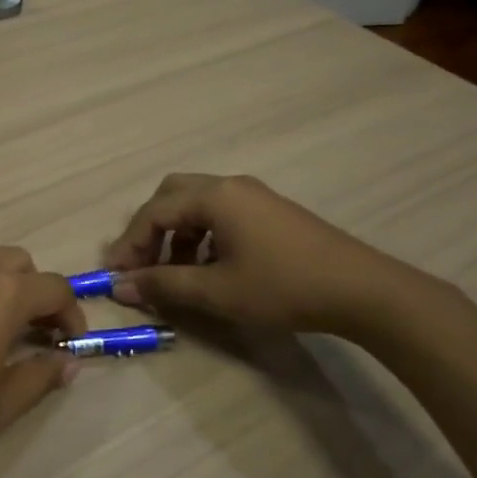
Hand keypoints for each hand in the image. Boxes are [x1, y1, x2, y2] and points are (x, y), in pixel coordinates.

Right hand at [105, 173, 434, 341]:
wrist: (361, 290)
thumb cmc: (282, 286)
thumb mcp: (216, 291)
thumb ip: (163, 285)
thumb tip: (119, 287)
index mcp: (213, 196)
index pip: (154, 212)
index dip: (129, 244)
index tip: (115, 275)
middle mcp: (230, 185)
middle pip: (172, 196)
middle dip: (151, 230)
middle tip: (142, 264)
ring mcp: (254, 195)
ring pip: (197, 205)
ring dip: (177, 235)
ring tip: (176, 274)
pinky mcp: (271, 211)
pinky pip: (221, 213)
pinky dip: (202, 236)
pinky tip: (211, 268)